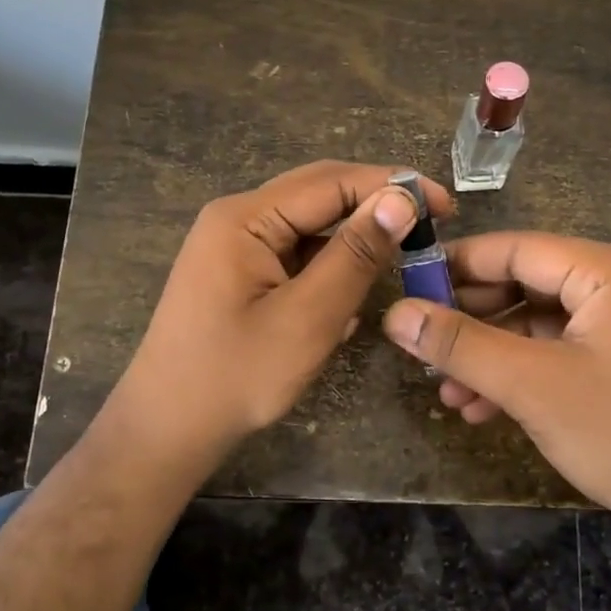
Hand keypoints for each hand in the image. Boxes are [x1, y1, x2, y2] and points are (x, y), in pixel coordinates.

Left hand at [113, 160, 452, 469]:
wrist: (166, 429)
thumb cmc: (235, 377)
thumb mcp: (307, 318)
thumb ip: (355, 255)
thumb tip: (401, 199)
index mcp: (245, 218)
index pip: (331, 181)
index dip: (391, 186)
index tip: (445, 206)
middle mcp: (237, 218)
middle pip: (319, 195)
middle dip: (375, 206)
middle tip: (430, 226)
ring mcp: (235, 246)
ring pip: (310, 226)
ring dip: (354, 240)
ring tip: (400, 259)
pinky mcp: (239, 273)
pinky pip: (295, 255)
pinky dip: (329, 267)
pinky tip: (351, 295)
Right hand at [381, 232, 610, 565]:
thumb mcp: (532, 386)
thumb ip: (461, 345)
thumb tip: (395, 314)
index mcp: (609, 271)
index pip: (517, 248)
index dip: (458, 265)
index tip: (407, 287)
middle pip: (524, 285)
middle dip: (471, 321)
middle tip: (421, 344)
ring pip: (535, 325)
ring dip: (488, 356)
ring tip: (445, 391)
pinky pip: (554, 354)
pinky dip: (517, 377)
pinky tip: (477, 409)